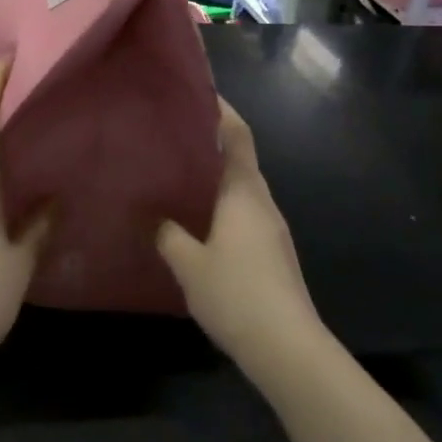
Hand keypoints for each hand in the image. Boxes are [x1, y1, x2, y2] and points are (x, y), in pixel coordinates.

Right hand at [155, 98, 323, 371]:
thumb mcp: (189, 264)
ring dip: (215, 176)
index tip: (200, 93)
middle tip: (173, 134)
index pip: (237, 137)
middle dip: (212, 143)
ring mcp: (271, 229)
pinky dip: (221, 204)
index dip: (222, 112)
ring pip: (241, 189)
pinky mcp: (272, 253)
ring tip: (178, 173)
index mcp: (244, 193)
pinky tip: (196, 220)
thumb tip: (154, 217)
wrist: (287, 348)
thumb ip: (168, 235)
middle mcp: (262, 203)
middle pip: (240, 160)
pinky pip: (243, 213)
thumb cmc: (237, 294)